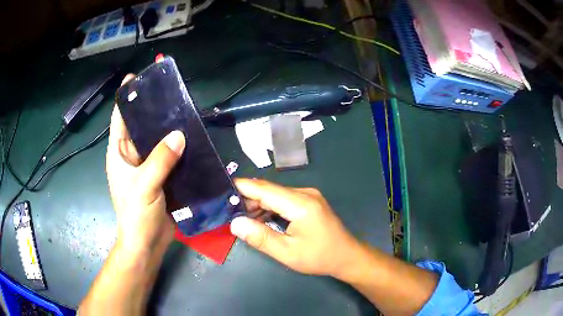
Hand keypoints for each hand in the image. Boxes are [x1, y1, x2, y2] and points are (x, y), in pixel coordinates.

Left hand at [106, 74, 184, 254]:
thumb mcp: (144, 186)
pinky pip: (169, 156)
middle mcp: (131, 155)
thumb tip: (179, 134)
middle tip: (171, 93)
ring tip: (185, 111)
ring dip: (168, 129)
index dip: (126, 98)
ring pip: (157, 140)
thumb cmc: (136, 214)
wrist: (147, 242)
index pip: (119, 118)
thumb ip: (160, 160)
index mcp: (119, 153)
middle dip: (153, 110)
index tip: (137, 78)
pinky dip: (178, 147)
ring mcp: (147, 166)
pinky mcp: (161, 176)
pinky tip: (192, 138)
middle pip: (141, 126)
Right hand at [230, 179, 362, 278]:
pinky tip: (260, 221)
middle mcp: (304, 193)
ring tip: (240, 219)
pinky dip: (269, 209)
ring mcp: (308, 196)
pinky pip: (283, 200)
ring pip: (275, 195)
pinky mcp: (308, 201)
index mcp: (300, 203)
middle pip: (268, 191)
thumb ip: (260, 237)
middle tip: (227, 213)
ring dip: (257, 206)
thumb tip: (235, 223)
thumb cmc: (319, 257)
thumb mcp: (287, 253)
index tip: (220, 191)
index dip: (241, 188)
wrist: (347, 256)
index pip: (264, 189)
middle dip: (247, 200)